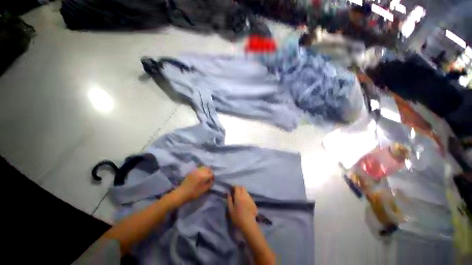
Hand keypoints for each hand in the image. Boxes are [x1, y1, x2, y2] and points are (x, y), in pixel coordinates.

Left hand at [174, 166, 213, 203]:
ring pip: (203, 167)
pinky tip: (200, 175)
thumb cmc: (194, 193)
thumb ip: (209, 184)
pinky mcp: (191, 171)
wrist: (182, 193)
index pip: (211, 173)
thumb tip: (211, 180)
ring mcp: (195, 170)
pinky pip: (199, 168)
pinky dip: (201, 170)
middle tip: (209, 178)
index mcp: (203, 176)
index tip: (212, 181)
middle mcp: (200, 171)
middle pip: (208, 168)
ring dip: (206, 170)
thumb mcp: (204, 190)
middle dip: (210, 172)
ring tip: (205, 176)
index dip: (213, 177)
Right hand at [227, 186, 257, 228]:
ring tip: (240, 197)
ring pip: (246, 191)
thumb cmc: (237, 217)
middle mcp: (245, 195)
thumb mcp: (230, 209)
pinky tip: (244, 202)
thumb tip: (229, 193)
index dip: (234, 186)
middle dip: (239, 188)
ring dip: (243, 192)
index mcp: (239, 196)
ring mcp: (250, 199)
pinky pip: (249, 196)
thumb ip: (229, 200)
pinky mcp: (253, 202)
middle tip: (235, 192)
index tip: (231, 188)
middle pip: (243, 187)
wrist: (248, 224)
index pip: (237, 187)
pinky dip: (246, 196)